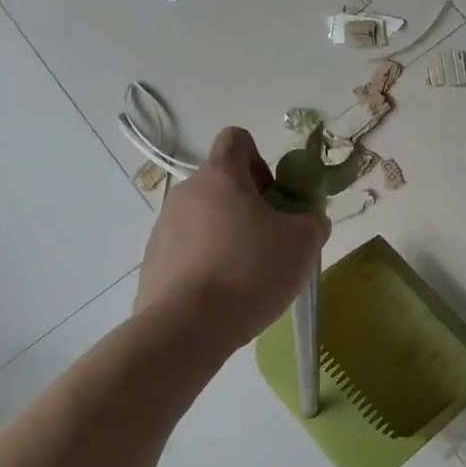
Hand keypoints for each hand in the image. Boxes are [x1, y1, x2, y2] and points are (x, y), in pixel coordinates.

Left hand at [135, 127, 329, 347]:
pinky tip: (222, 294)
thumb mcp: (302, 243)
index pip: (237, 139)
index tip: (274, 196)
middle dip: (248, 205)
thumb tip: (307, 221)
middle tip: (270, 240)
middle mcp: (186, 192)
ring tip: (247, 274)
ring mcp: (163, 227)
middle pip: (221, 183)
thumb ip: (312, 221)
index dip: (260, 160)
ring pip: (203, 218)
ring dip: (226, 235)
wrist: (186, 327)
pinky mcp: (153, 261)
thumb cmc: (250, 271)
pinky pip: (186, 250)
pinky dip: (206, 262)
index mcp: (220, 175)